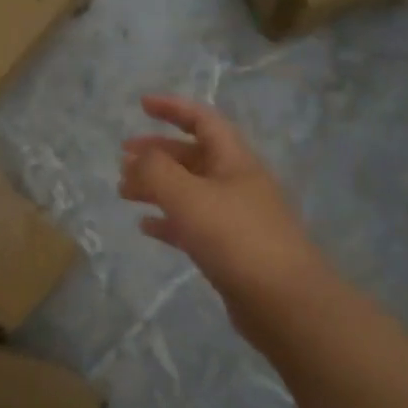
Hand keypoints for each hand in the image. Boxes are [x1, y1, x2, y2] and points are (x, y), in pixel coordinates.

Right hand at [120, 95, 325, 339]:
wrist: (285, 302)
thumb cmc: (236, 238)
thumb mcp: (188, 196)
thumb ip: (156, 171)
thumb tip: (138, 158)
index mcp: (234, 161)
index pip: (203, 120)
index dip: (173, 108)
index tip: (141, 106)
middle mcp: (237, 183)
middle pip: (193, 156)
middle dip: (157, 152)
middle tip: (122, 157)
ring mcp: (235, 218)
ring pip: (189, 191)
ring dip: (157, 186)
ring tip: (124, 191)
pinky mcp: (230, 250)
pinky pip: (192, 225)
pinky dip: (167, 221)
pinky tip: (145, 226)